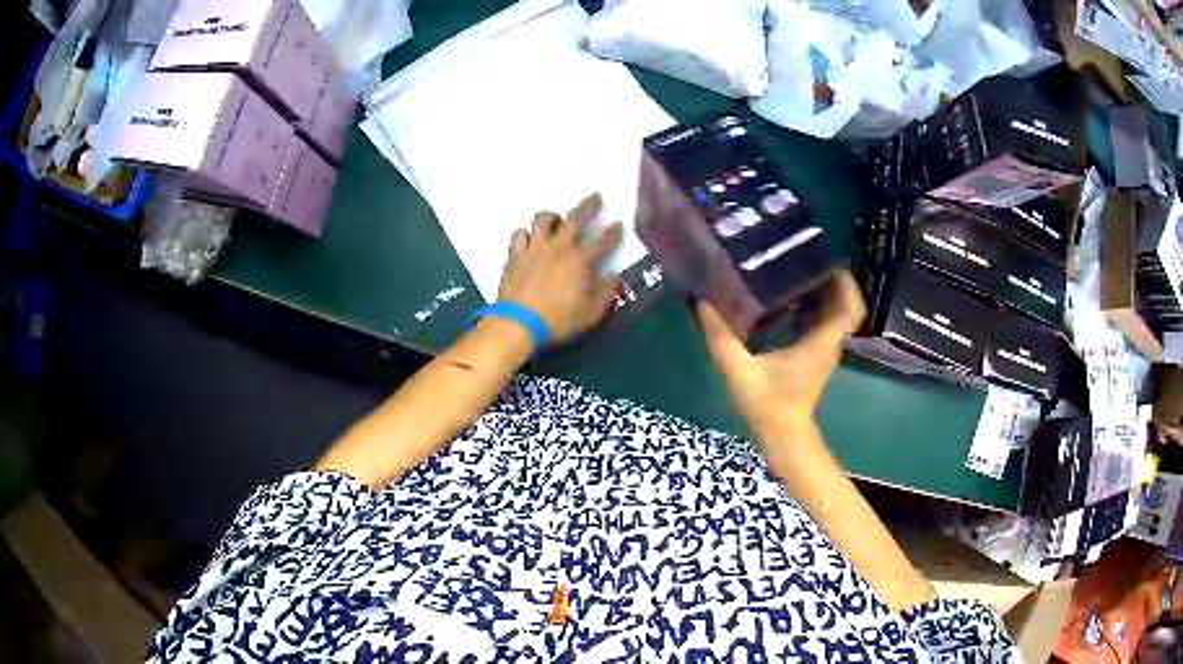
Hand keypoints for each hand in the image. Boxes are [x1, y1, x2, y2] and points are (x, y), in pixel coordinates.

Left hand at [497, 193, 623, 346]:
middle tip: (596, 196)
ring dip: (552, 216)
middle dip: (588, 206)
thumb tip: (615, 277)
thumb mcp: (591, 313)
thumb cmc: (558, 320)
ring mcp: (535, 248)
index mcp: (581, 261)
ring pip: (543, 220)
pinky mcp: (515, 255)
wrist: (518, 323)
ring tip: (556, 219)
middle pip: (575, 219)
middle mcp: (559, 247)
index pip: (603, 241)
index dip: (613, 232)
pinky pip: (519, 234)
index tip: (618, 224)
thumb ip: (606, 293)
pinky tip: (528, 239)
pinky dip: (525, 234)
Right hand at [698, 271, 864, 438]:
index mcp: (820, 343)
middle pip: (847, 306)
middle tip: (811, 260)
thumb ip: (721, 338)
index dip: (847, 284)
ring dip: (828, 294)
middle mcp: (829, 344)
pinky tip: (793, 300)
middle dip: (836, 282)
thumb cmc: (767, 405)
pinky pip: (828, 324)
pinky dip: (819, 308)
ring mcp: (826, 351)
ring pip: (838, 315)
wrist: (784, 435)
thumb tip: (703, 304)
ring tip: (801, 272)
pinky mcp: (818, 356)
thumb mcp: (739, 371)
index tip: (831, 261)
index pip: (849, 308)